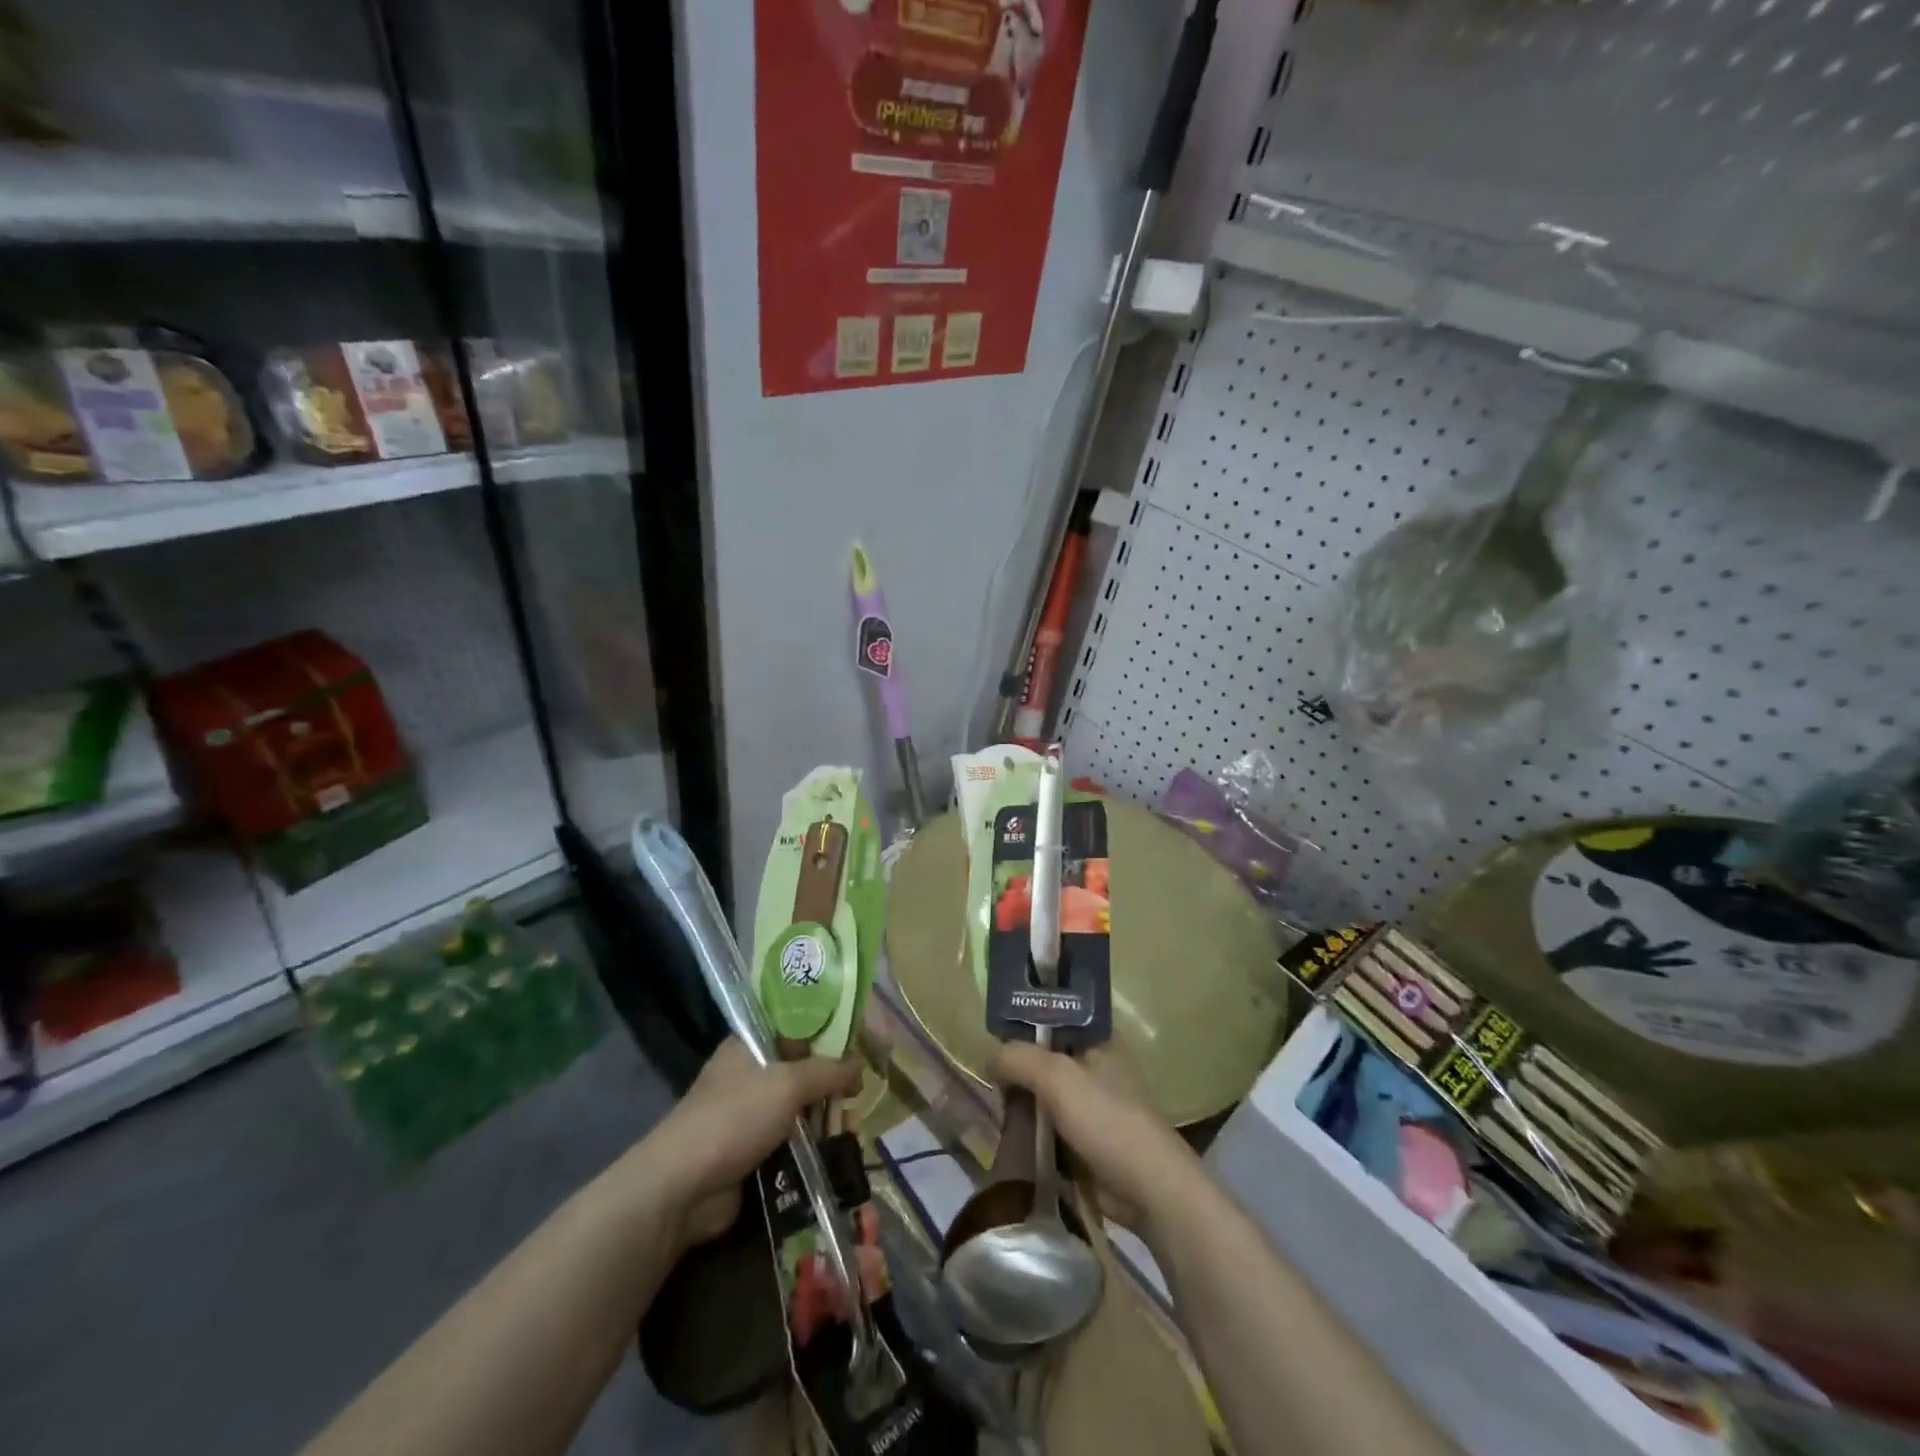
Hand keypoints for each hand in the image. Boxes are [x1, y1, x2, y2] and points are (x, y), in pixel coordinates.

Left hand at [643, 1039, 860, 1247]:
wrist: (683, 1188)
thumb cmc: (735, 1117)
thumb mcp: (788, 1083)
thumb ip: (829, 1070)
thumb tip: (860, 1064)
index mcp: (751, 1045)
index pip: (796, 1028)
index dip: (828, 1035)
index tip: (857, 1048)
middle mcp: (751, 1075)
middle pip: (804, 1071)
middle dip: (833, 1085)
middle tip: (857, 1099)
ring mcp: (752, 1116)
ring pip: (802, 1109)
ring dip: (829, 1119)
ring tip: (854, 1130)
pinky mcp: (755, 1152)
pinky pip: (794, 1141)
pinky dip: (816, 1145)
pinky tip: (839, 1151)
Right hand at [991, 1040, 1199, 1236]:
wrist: (1148, 1188)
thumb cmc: (1106, 1119)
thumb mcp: (1056, 1077)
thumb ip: (1017, 1058)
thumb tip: (989, 1060)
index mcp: (1097, 1038)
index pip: (1052, 1017)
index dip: (1022, 1024)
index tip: (992, 1038)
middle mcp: (1094, 1064)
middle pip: (1043, 1056)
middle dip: (1016, 1068)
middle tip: (988, 1079)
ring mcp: (1090, 1103)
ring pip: (1042, 1093)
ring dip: (1020, 1102)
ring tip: (992, 1107)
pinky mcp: (1084, 1138)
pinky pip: (1047, 1124)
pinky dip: (1029, 1129)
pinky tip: (1007, 1134)